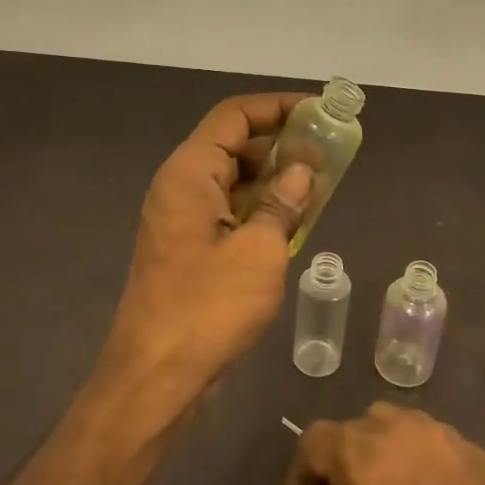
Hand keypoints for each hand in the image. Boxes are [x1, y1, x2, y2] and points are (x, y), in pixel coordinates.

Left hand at [101, 93, 314, 415]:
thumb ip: (284, 203)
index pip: (234, 117)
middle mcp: (181, 187)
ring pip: (233, 181)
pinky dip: (260, 209)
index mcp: (189, 173)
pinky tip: (293, 223)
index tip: (319, 111)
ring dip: (274, 180)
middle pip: (233, 146)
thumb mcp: (260, 250)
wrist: (156, 377)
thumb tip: (303, 170)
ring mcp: (182, 220)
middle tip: (329, 154)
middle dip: (281, 144)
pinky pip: (229, 212)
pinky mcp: (189, 249)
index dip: (277, 106)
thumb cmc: (208, 307)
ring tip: (320, 186)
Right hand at [287, 404, 484, 484]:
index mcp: (368, 460)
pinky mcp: (474, 449)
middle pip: (354, 428)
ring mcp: (443, 436)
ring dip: (376, 451)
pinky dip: (411, 456)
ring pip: (392, 424)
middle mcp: (402, 433)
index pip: (317, 441)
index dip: (302, 470)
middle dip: (338, 460)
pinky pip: (426, 438)